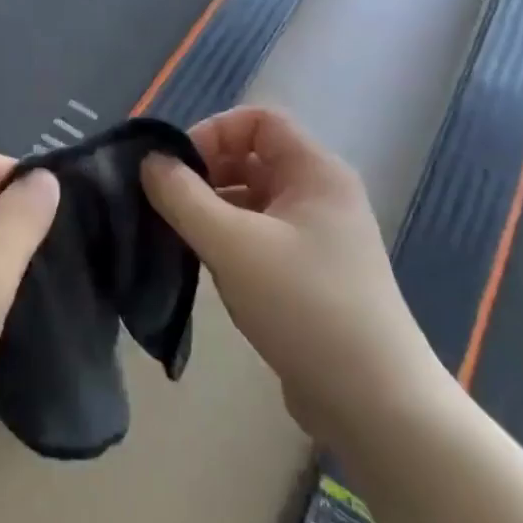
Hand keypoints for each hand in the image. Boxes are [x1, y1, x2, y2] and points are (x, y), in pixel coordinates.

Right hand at [141, 107, 441, 438]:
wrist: (374, 402)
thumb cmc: (305, 306)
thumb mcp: (232, 245)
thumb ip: (183, 196)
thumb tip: (149, 162)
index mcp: (315, 172)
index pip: (258, 120)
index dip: (213, 133)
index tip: (177, 171)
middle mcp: (320, 194)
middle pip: (253, 157)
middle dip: (207, 172)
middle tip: (169, 204)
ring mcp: (318, 235)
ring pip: (252, 198)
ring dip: (213, 208)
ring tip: (180, 236)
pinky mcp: (309, 272)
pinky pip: (260, 233)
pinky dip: (229, 238)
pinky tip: (206, 264)